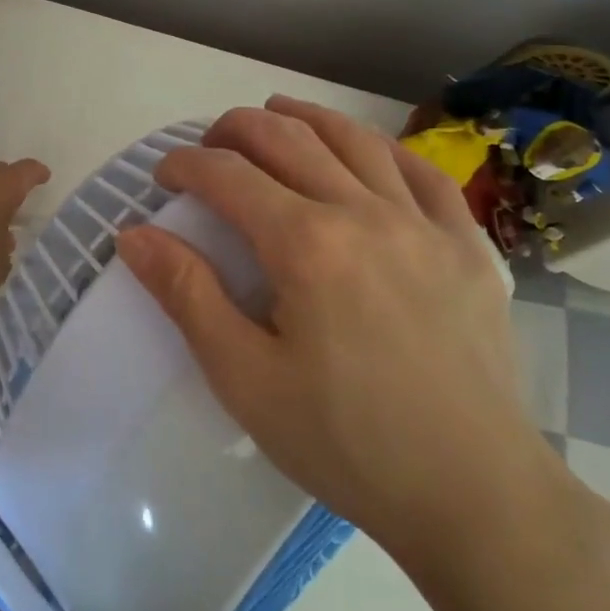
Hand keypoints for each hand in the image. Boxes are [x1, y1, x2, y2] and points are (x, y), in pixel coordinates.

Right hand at [115, 96, 565, 576]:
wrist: (475, 497)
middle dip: (236, 129)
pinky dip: (383, 148)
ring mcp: (423, 224)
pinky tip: (366, 150)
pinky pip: (423, 173)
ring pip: (354, 140)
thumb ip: (187, 296)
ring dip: (305, 118)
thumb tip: (134, 236)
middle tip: (210, 144)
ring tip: (276, 114)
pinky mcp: (467, 246)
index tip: (164, 176)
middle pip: (288, 139)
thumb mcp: (245, 378)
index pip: (228, 176)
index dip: (186, 165)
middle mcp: (364, 213)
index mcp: (306, 244)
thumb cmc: (347, 443)